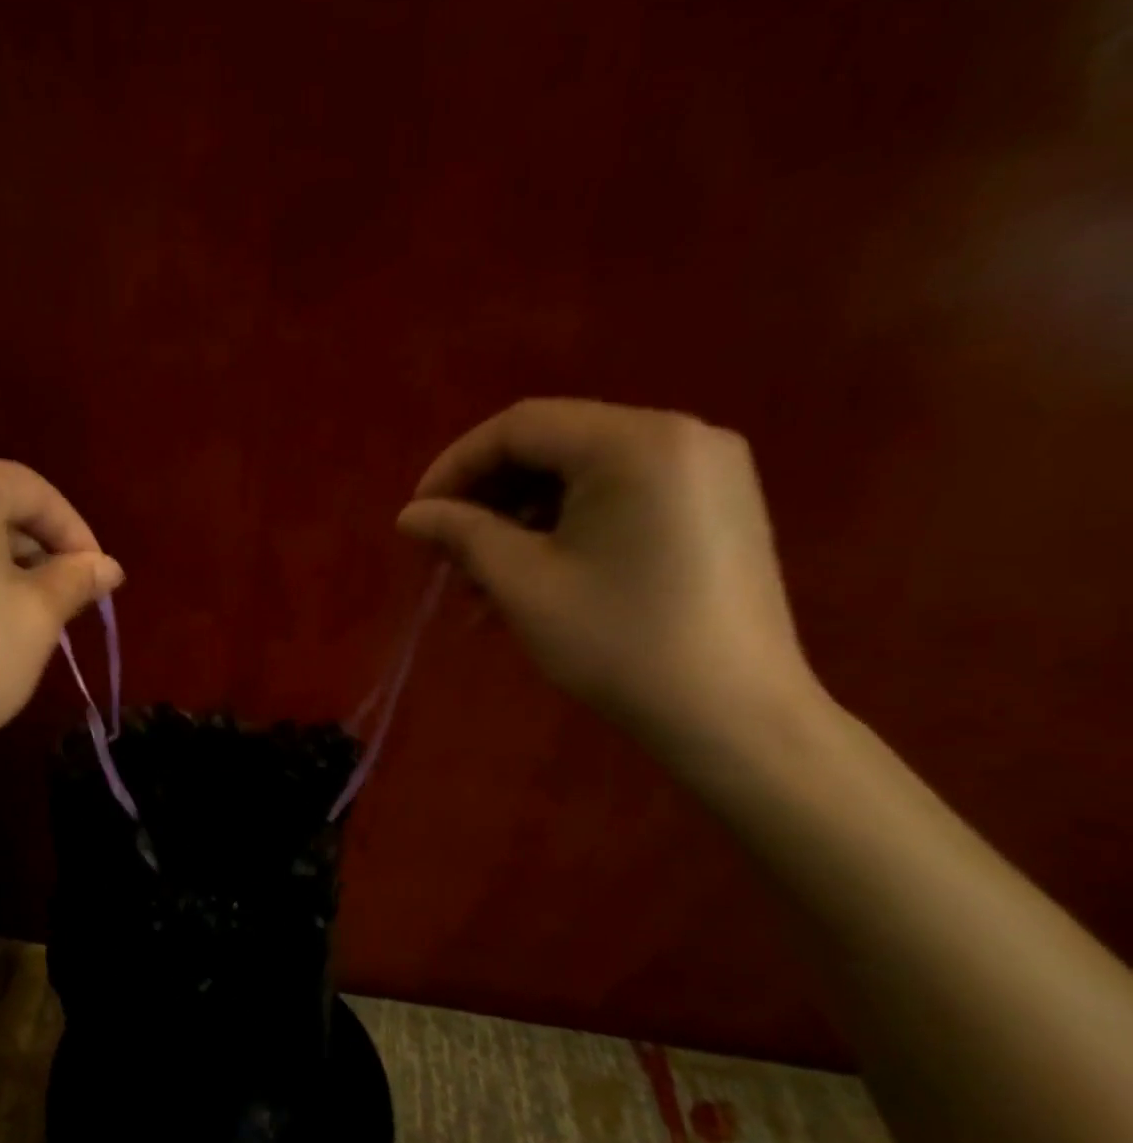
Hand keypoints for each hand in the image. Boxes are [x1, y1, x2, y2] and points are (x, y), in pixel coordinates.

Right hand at [398, 399, 819, 754]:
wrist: (733, 716)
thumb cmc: (619, 643)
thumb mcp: (524, 584)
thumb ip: (462, 534)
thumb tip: (410, 515)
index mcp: (635, 442)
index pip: (520, 426)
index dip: (456, 466)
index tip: (418, 518)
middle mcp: (680, 436)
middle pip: (554, 446)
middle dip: (488, 498)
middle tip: (447, 553)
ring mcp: (706, 471)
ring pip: (583, 476)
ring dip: (522, 519)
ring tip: (483, 581)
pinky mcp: (715, 507)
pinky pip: (620, 498)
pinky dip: (567, 529)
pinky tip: (535, 578)